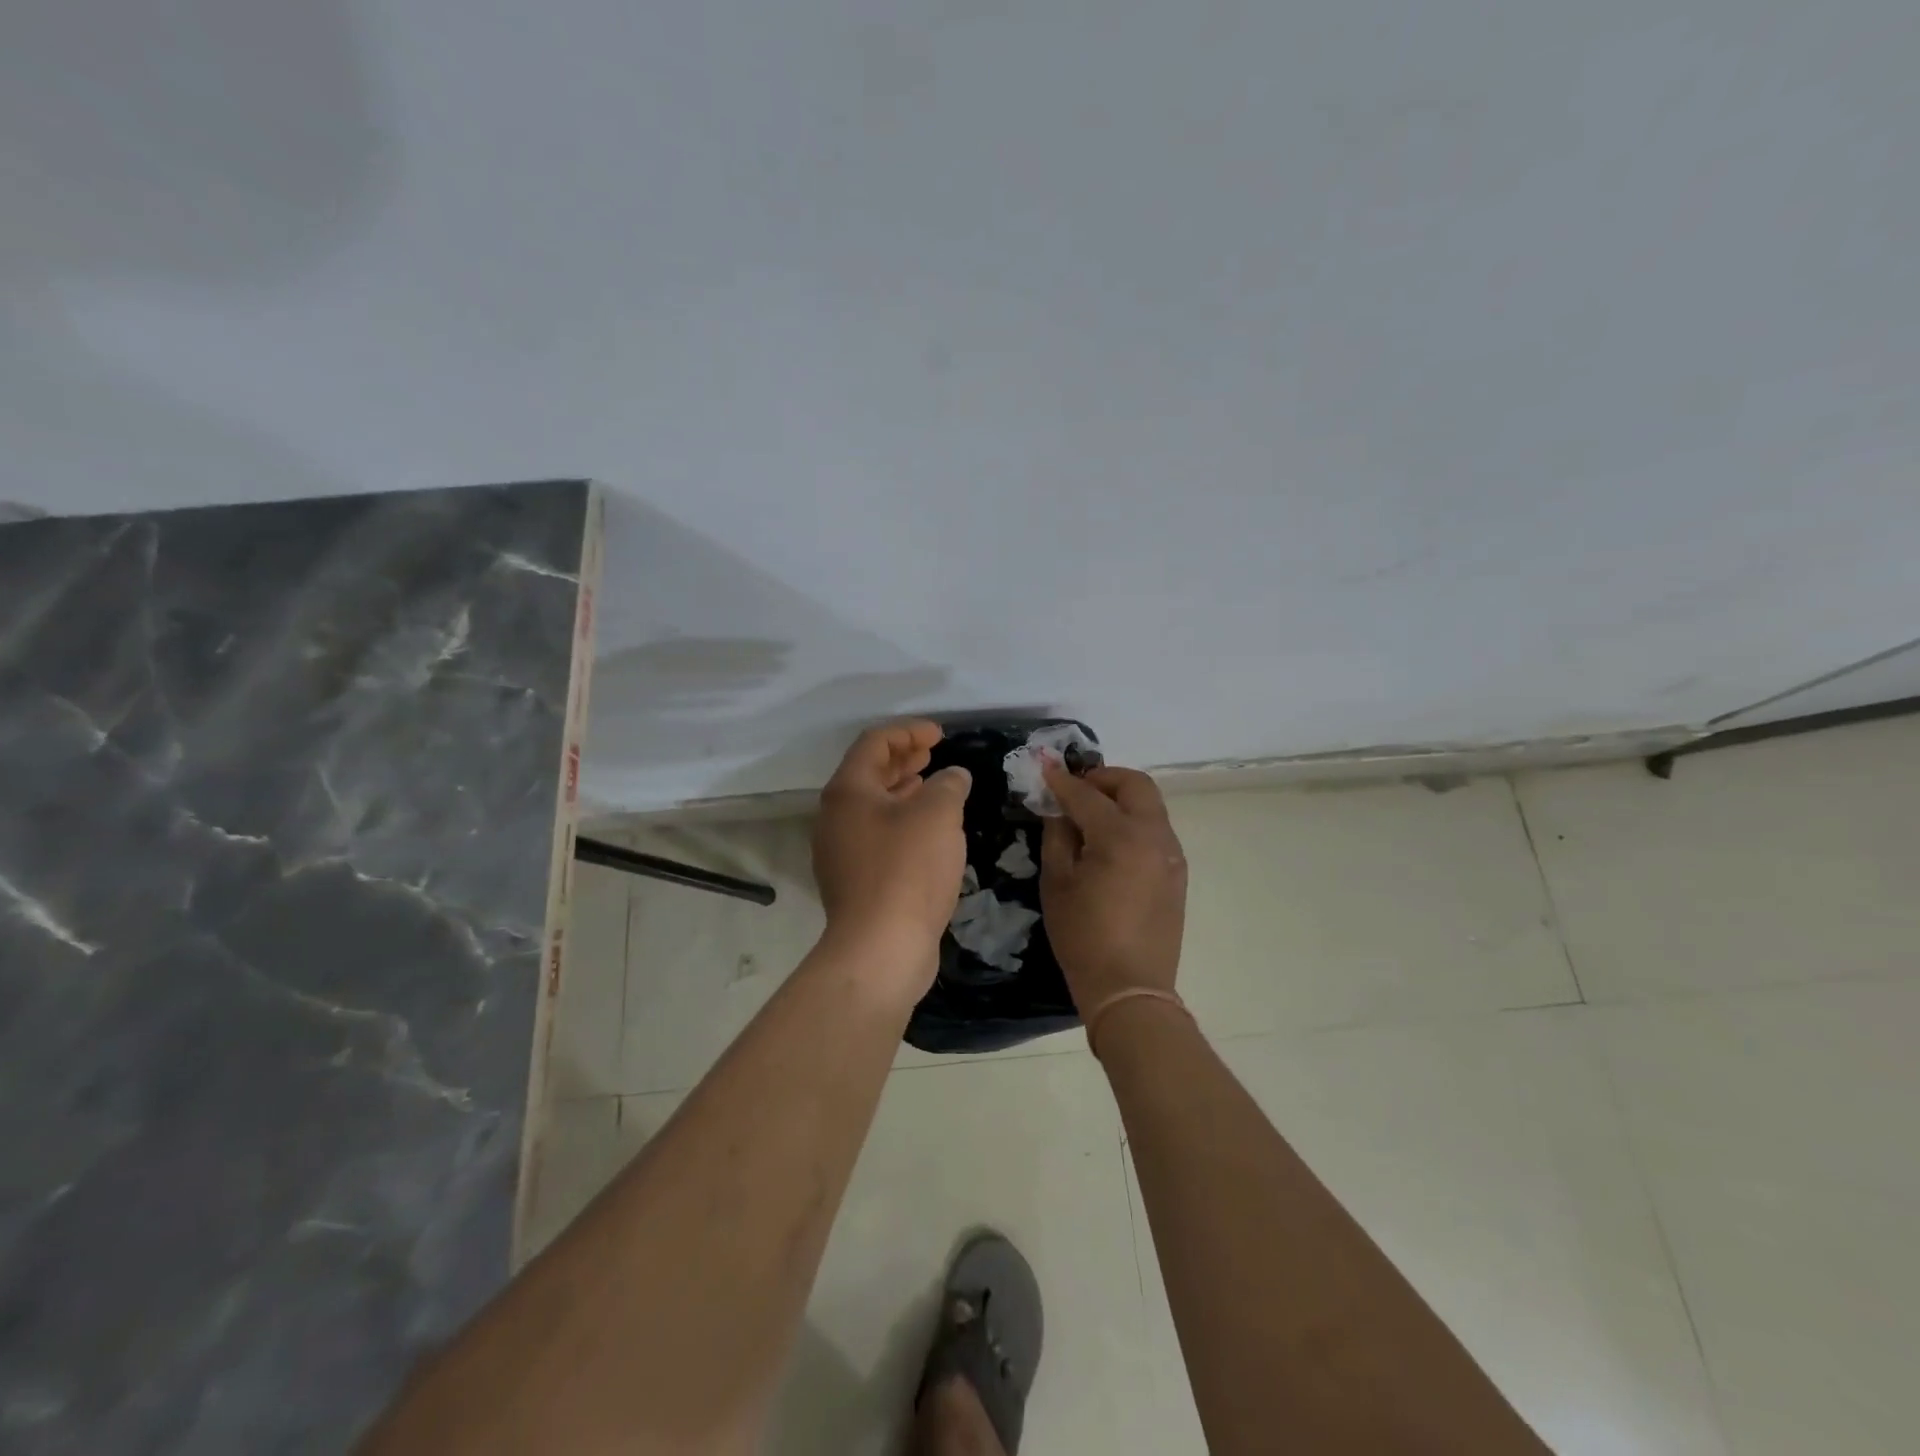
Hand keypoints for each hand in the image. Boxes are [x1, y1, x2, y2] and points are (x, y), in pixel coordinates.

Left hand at [811, 721, 971, 988]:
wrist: (881, 948)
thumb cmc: (907, 869)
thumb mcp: (938, 815)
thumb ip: (948, 785)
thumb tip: (953, 776)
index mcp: (847, 791)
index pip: (874, 743)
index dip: (908, 731)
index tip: (940, 734)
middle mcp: (835, 816)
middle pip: (869, 773)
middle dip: (903, 758)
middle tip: (933, 752)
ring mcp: (840, 851)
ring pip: (873, 807)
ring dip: (902, 790)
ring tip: (932, 784)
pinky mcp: (854, 881)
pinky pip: (877, 835)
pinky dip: (901, 821)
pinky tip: (927, 831)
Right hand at [1040, 763, 1187, 1009]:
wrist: (1129, 987)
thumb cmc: (1083, 936)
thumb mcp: (1057, 883)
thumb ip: (1057, 835)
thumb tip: (1058, 808)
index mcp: (1120, 836)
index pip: (1087, 795)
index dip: (1062, 780)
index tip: (1044, 767)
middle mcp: (1154, 835)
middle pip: (1134, 784)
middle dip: (1103, 777)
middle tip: (1076, 788)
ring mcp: (1171, 853)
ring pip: (1150, 804)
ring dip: (1121, 797)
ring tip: (1091, 814)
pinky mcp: (1177, 871)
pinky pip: (1156, 829)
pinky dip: (1133, 820)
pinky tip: (1110, 841)